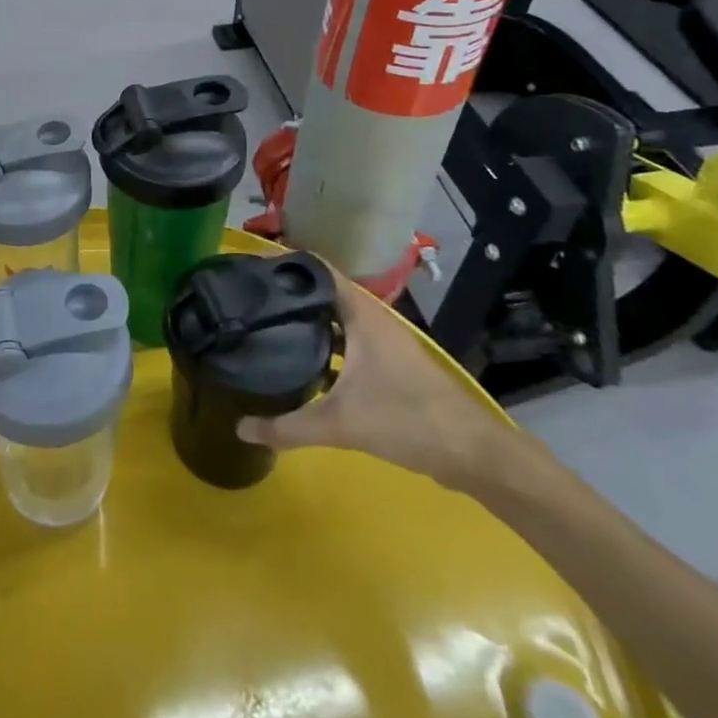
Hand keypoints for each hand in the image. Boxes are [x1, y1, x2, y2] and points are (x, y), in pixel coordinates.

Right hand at [236, 264, 528, 495]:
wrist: (475, 455)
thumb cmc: (409, 420)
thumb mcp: (341, 424)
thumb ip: (288, 427)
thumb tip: (242, 428)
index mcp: (361, 313)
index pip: (316, 268)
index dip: (283, 262)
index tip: (248, 268)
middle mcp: (370, 318)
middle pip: (321, 292)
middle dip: (287, 292)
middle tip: (247, 297)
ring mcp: (382, 342)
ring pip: (334, 318)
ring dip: (305, 319)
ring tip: (265, 324)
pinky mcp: (388, 365)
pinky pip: (344, 341)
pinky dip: (321, 344)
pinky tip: (300, 363)